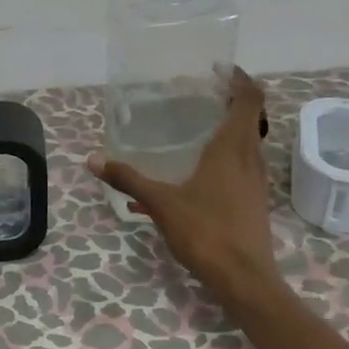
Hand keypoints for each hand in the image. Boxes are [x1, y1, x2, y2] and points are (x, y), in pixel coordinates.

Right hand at [90, 68, 281, 315]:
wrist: (245, 279)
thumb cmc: (206, 232)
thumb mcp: (161, 203)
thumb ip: (129, 179)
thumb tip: (93, 159)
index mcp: (233, 148)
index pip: (250, 99)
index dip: (240, 79)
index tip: (220, 69)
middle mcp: (250, 159)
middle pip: (249, 119)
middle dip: (230, 102)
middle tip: (200, 94)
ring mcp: (255, 182)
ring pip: (246, 144)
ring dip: (227, 131)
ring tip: (195, 129)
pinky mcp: (253, 202)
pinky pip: (239, 168)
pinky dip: (222, 159)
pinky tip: (191, 178)